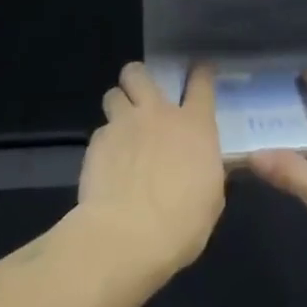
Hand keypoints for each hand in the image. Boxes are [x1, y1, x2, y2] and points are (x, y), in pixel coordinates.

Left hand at [75, 62, 224, 278]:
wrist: (127, 236)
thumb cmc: (182, 222)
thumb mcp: (211, 196)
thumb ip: (206, 169)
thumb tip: (201, 165)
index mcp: (194, 125)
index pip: (201, 82)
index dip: (201, 71)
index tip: (200, 70)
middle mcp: (157, 114)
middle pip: (139, 73)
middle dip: (139, 78)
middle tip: (142, 97)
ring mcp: (123, 126)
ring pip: (113, 94)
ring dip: (118, 104)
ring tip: (122, 126)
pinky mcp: (96, 144)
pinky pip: (100, 131)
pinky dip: (105, 141)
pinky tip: (108, 162)